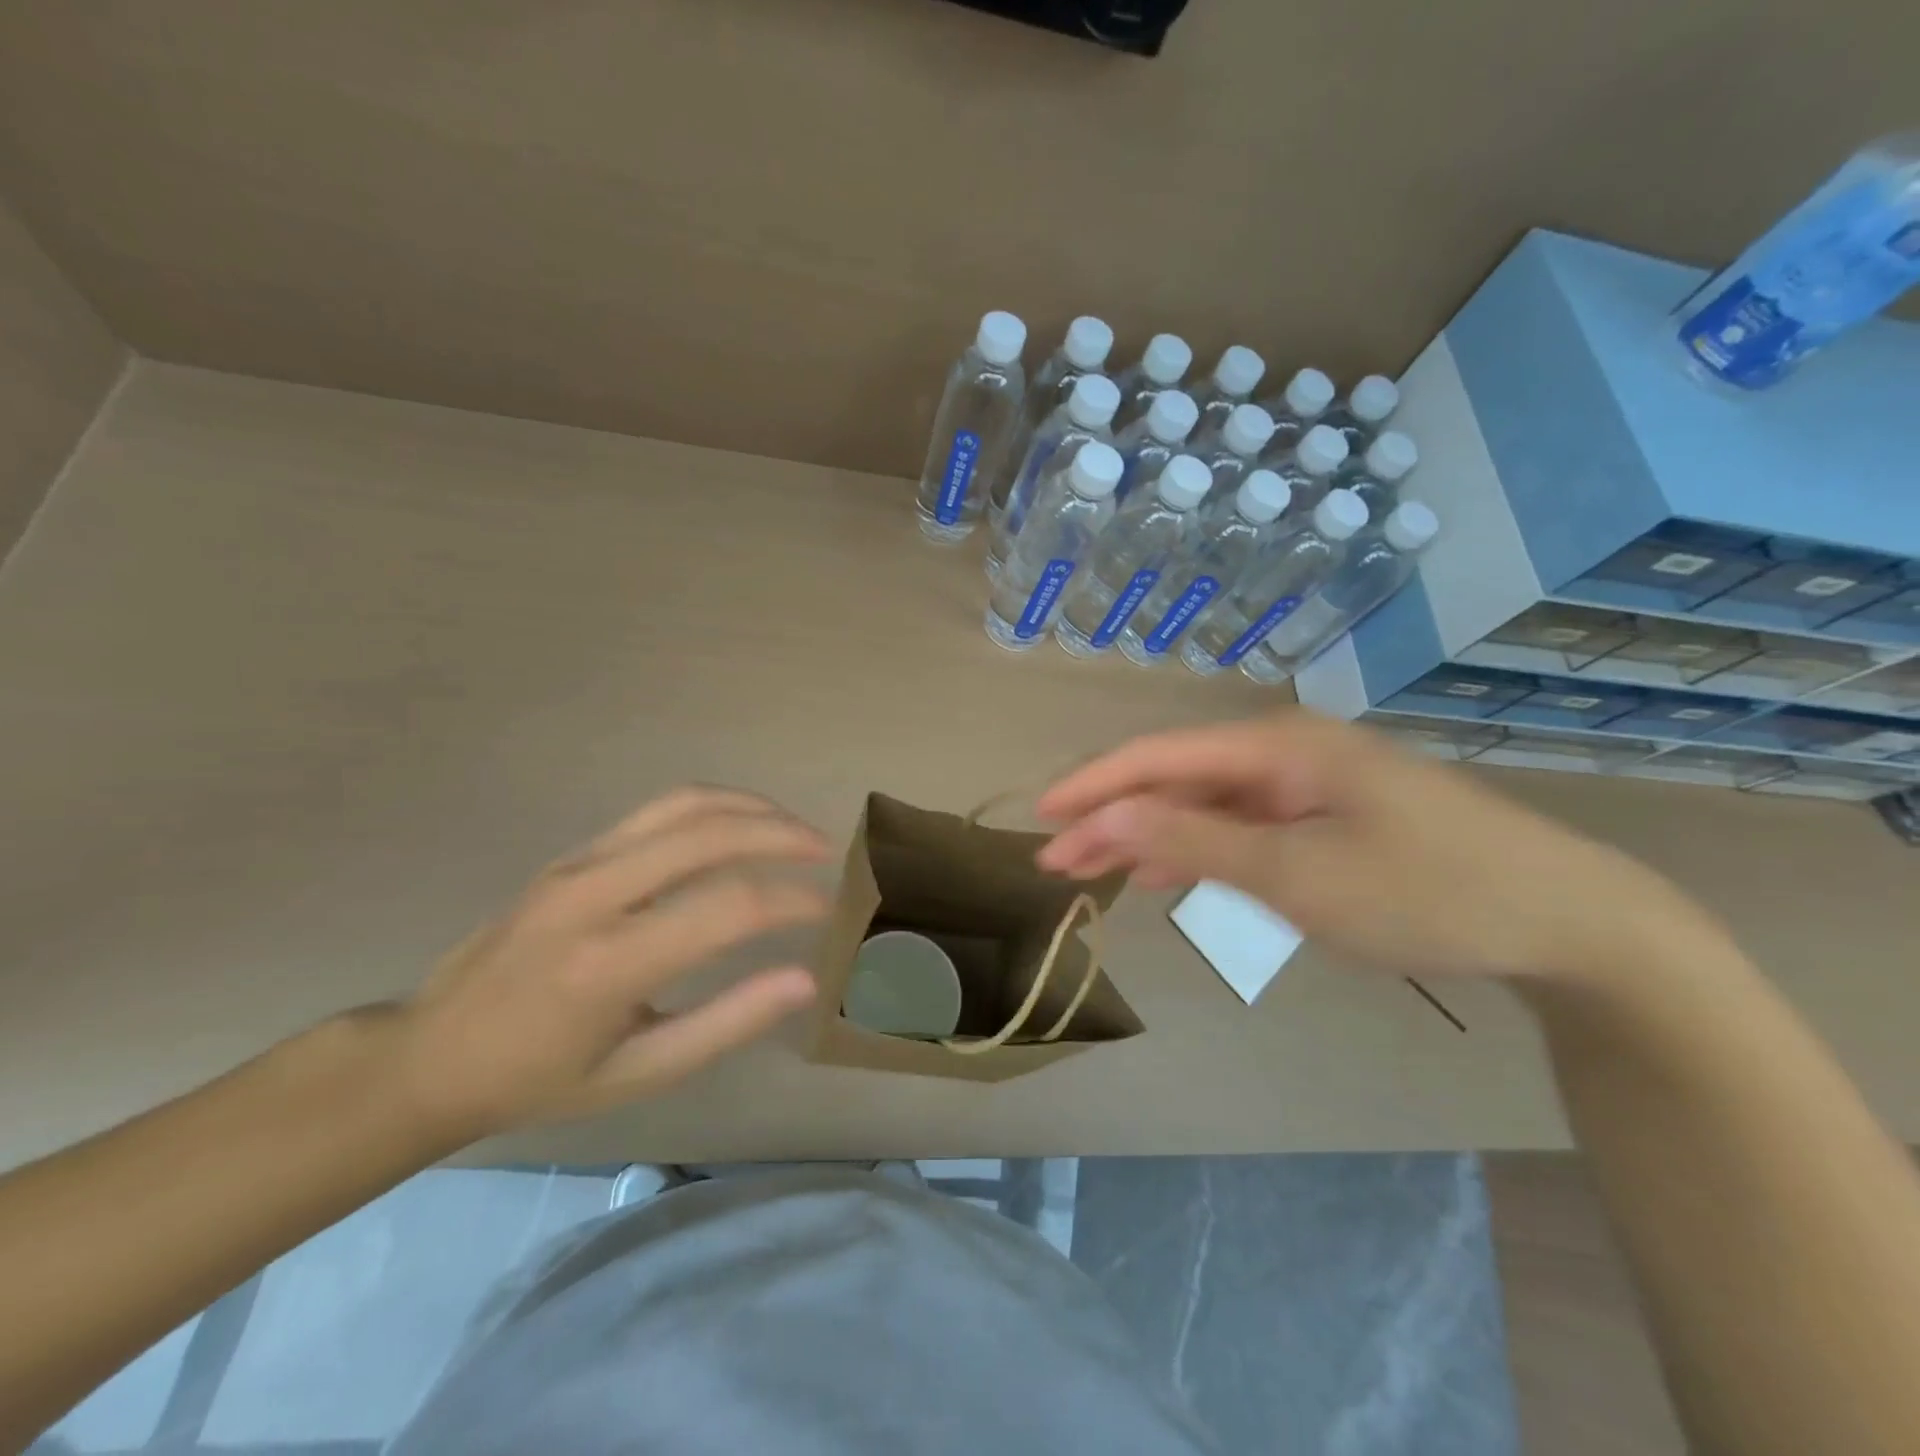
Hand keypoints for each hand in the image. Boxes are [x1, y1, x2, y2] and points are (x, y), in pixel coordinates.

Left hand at [392, 787, 828, 1140]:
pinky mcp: (573, 852)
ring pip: (684, 805)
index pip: (728, 908)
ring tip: (794, 827)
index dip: (792, 901)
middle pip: (710, 834)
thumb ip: (727, 1024)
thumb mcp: (639, 1075)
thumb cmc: (539, 1080)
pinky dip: (714, 806)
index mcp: (610, 964)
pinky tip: (742, 823)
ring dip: (751, 808)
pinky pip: (657, 810)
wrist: (430, 1054)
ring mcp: (579, 863)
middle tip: (827, 851)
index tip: (829, 910)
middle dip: (782, 834)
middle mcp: (594, 895)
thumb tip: (804, 979)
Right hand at [1037, 711, 1705, 981]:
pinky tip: (1165, 873)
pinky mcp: (1326, 814)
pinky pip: (1241, 824)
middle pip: (1174, 779)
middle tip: (1056, 862)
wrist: (1566, 920)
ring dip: (1148, 836)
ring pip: (1204, 803)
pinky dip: (1197, 848)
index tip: (1040, 819)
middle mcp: (1282, 750)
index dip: (1091, 786)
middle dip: (1111, 818)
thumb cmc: (1424, 891)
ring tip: (1093, 871)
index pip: (1155, 757)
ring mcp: (1306, 782)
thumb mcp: (1294, 874)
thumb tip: (1100, 819)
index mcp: (1273, 744)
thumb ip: (1190, 841)